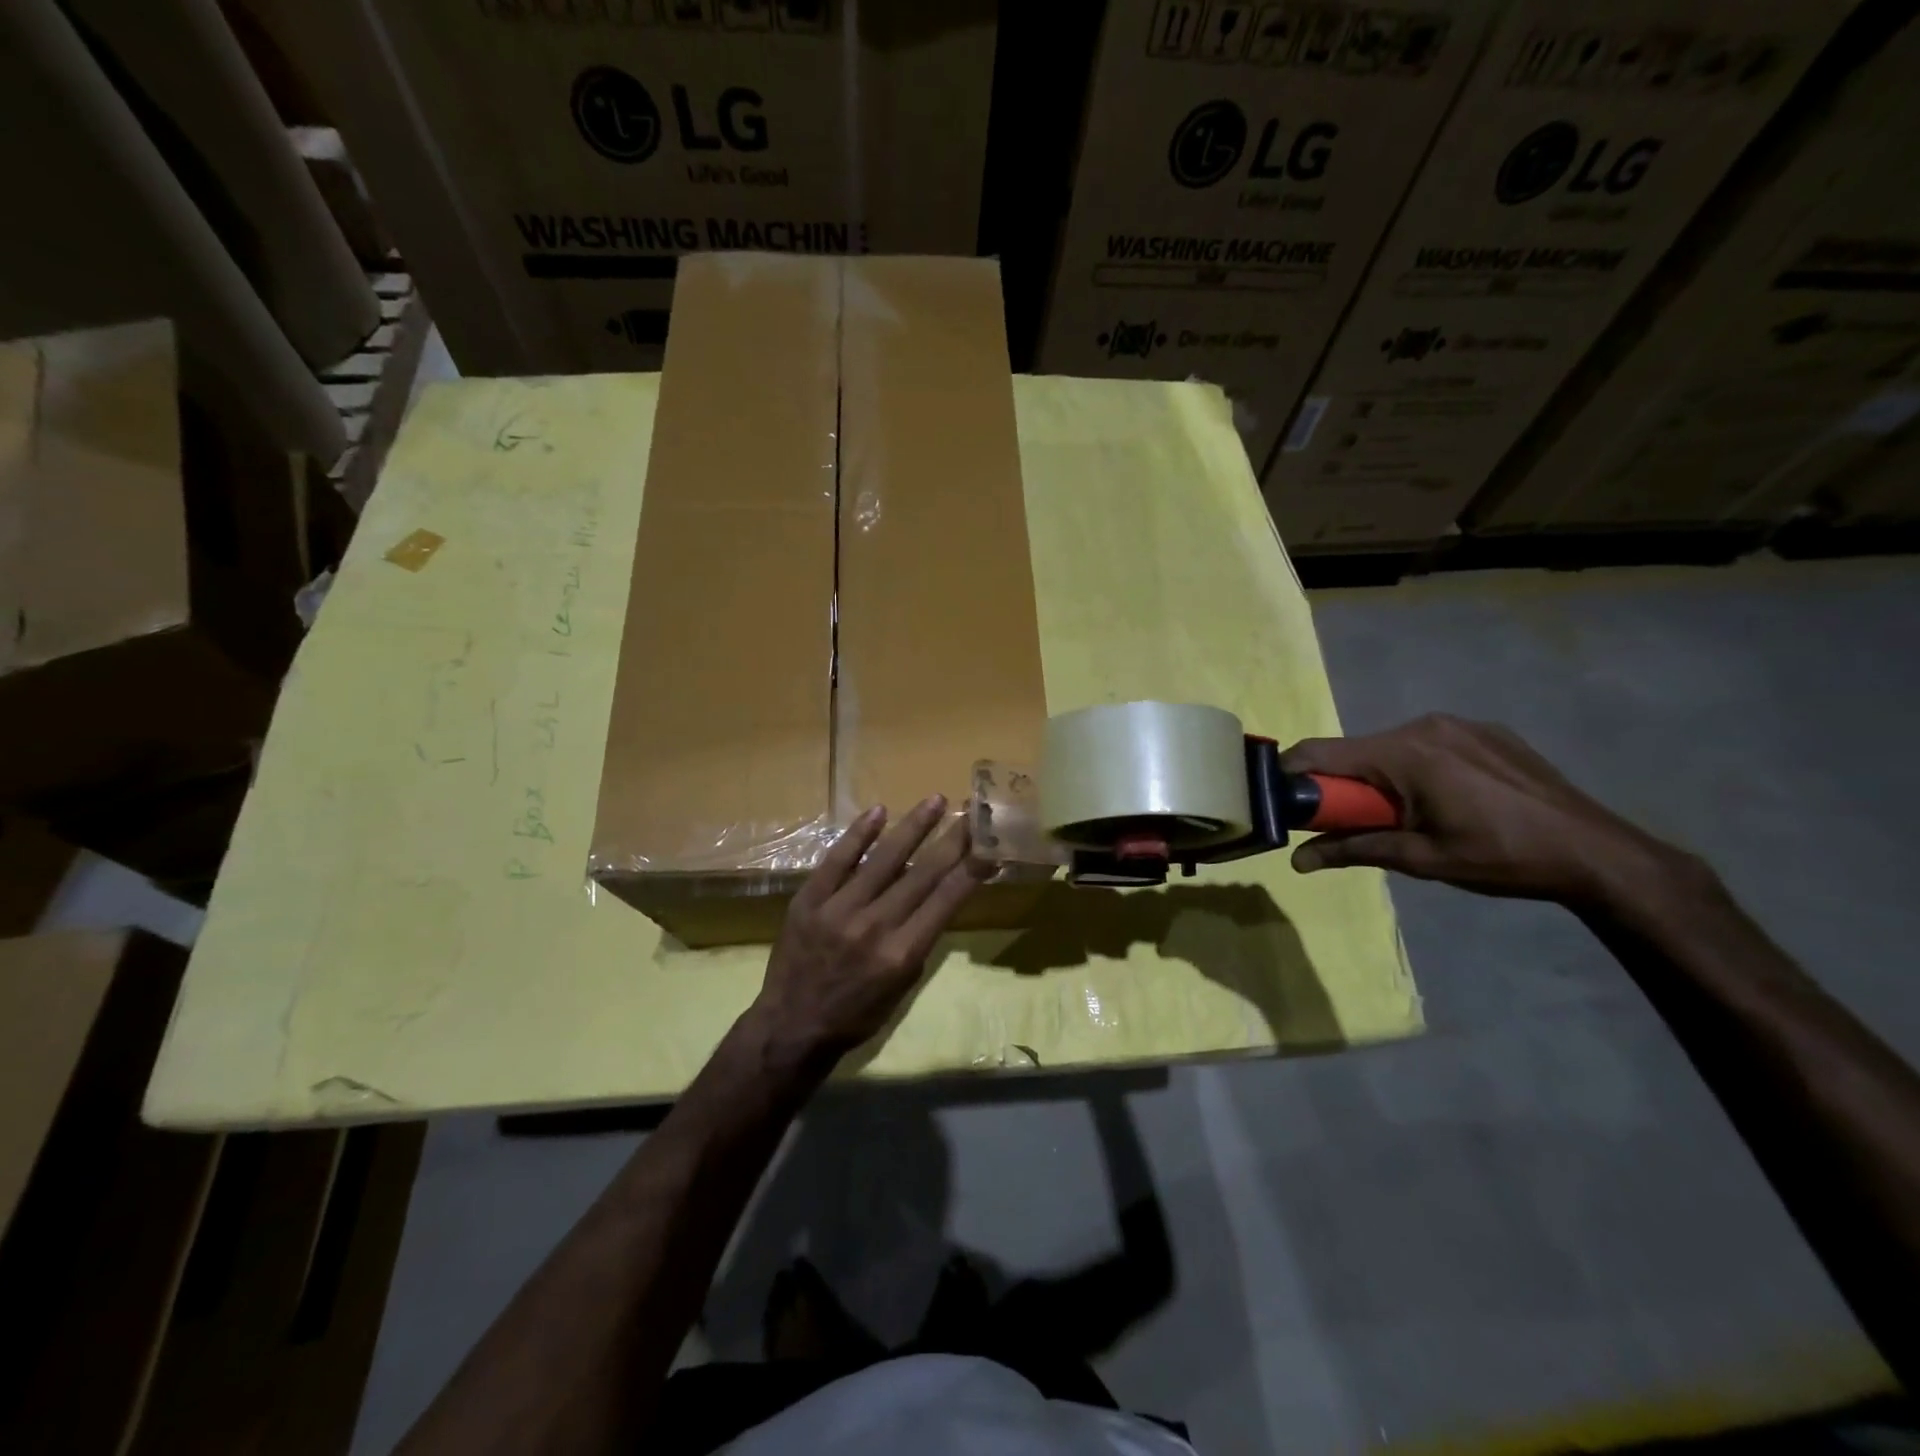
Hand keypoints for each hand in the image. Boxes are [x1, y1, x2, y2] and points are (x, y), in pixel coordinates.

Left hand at [750, 796, 980, 1066]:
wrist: (792, 1026)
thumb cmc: (857, 1014)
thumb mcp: (903, 986)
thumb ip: (920, 939)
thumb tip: (936, 893)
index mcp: (902, 953)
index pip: (945, 900)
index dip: (970, 869)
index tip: (988, 843)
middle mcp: (875, 926)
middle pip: (921, 873)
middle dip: (951, 840)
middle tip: (970, 813)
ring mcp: (839, 909)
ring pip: (883, 859)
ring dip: (913, 826)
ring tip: (935, 801)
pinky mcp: (809, 899)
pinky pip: (837, 859)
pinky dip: (858, 835)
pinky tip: (878, 811)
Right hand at [1281, 714, 1701, 906]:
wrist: (1598, 853)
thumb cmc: (1502, 858)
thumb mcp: (1421, 860)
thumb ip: (1354, 850)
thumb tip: (1297, 859)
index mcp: (1406, 754)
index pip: (1321, 752)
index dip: (1290, 774)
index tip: (1280, 802)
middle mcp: (1425, 726)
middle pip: (1355, 750)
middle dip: (1340, 785)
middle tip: (1349, 823)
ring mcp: (1458, 724)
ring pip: (1390, 747)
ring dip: (1379, 778)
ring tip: (1404, 816)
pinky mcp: (1484, 730)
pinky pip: (1426, 745)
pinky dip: (1415, 769)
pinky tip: (1445, 800)